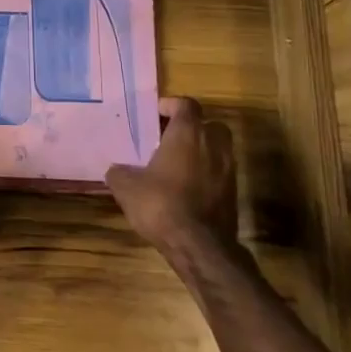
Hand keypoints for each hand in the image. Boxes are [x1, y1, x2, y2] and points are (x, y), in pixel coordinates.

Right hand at [105, 97, 239, 266]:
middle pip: (209, 124)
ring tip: (174, 165)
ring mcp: (228, 170)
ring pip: (216, 150)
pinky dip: (205, 174)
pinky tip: (184, 189)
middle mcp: (213, 145)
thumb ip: (120, 171)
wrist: (199, 246)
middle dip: (191, 128)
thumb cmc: (160, 204)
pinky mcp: (233, 194)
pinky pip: (218, 173)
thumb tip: (117, 170)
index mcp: (188, 133)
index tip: (154, 115)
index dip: (170, 105)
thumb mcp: (125, 186)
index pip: (186, 104)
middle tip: (168, 139)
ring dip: (199, 152)